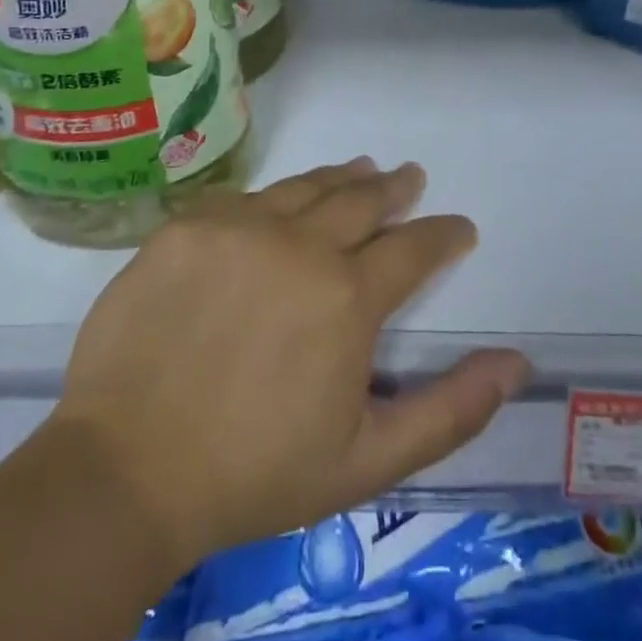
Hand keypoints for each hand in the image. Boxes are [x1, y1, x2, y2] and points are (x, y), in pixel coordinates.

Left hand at [51, 160, 530, 572]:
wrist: (124, 470)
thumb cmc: (254, 473)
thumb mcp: (367, 460)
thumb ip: (450, 409)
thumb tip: (517, 362)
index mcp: (348, 297)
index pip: (414, 248)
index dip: (443, 234)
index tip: (459, 227)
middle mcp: (300, 244)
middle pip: (361, 200)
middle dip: (395, 189)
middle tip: (409, 177)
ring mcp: (239, 226)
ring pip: (306, 186)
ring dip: (342, 177)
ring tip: (362, 167)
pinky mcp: (188, 224)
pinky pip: (246, 196)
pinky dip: (277, 195)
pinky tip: (282, 199)